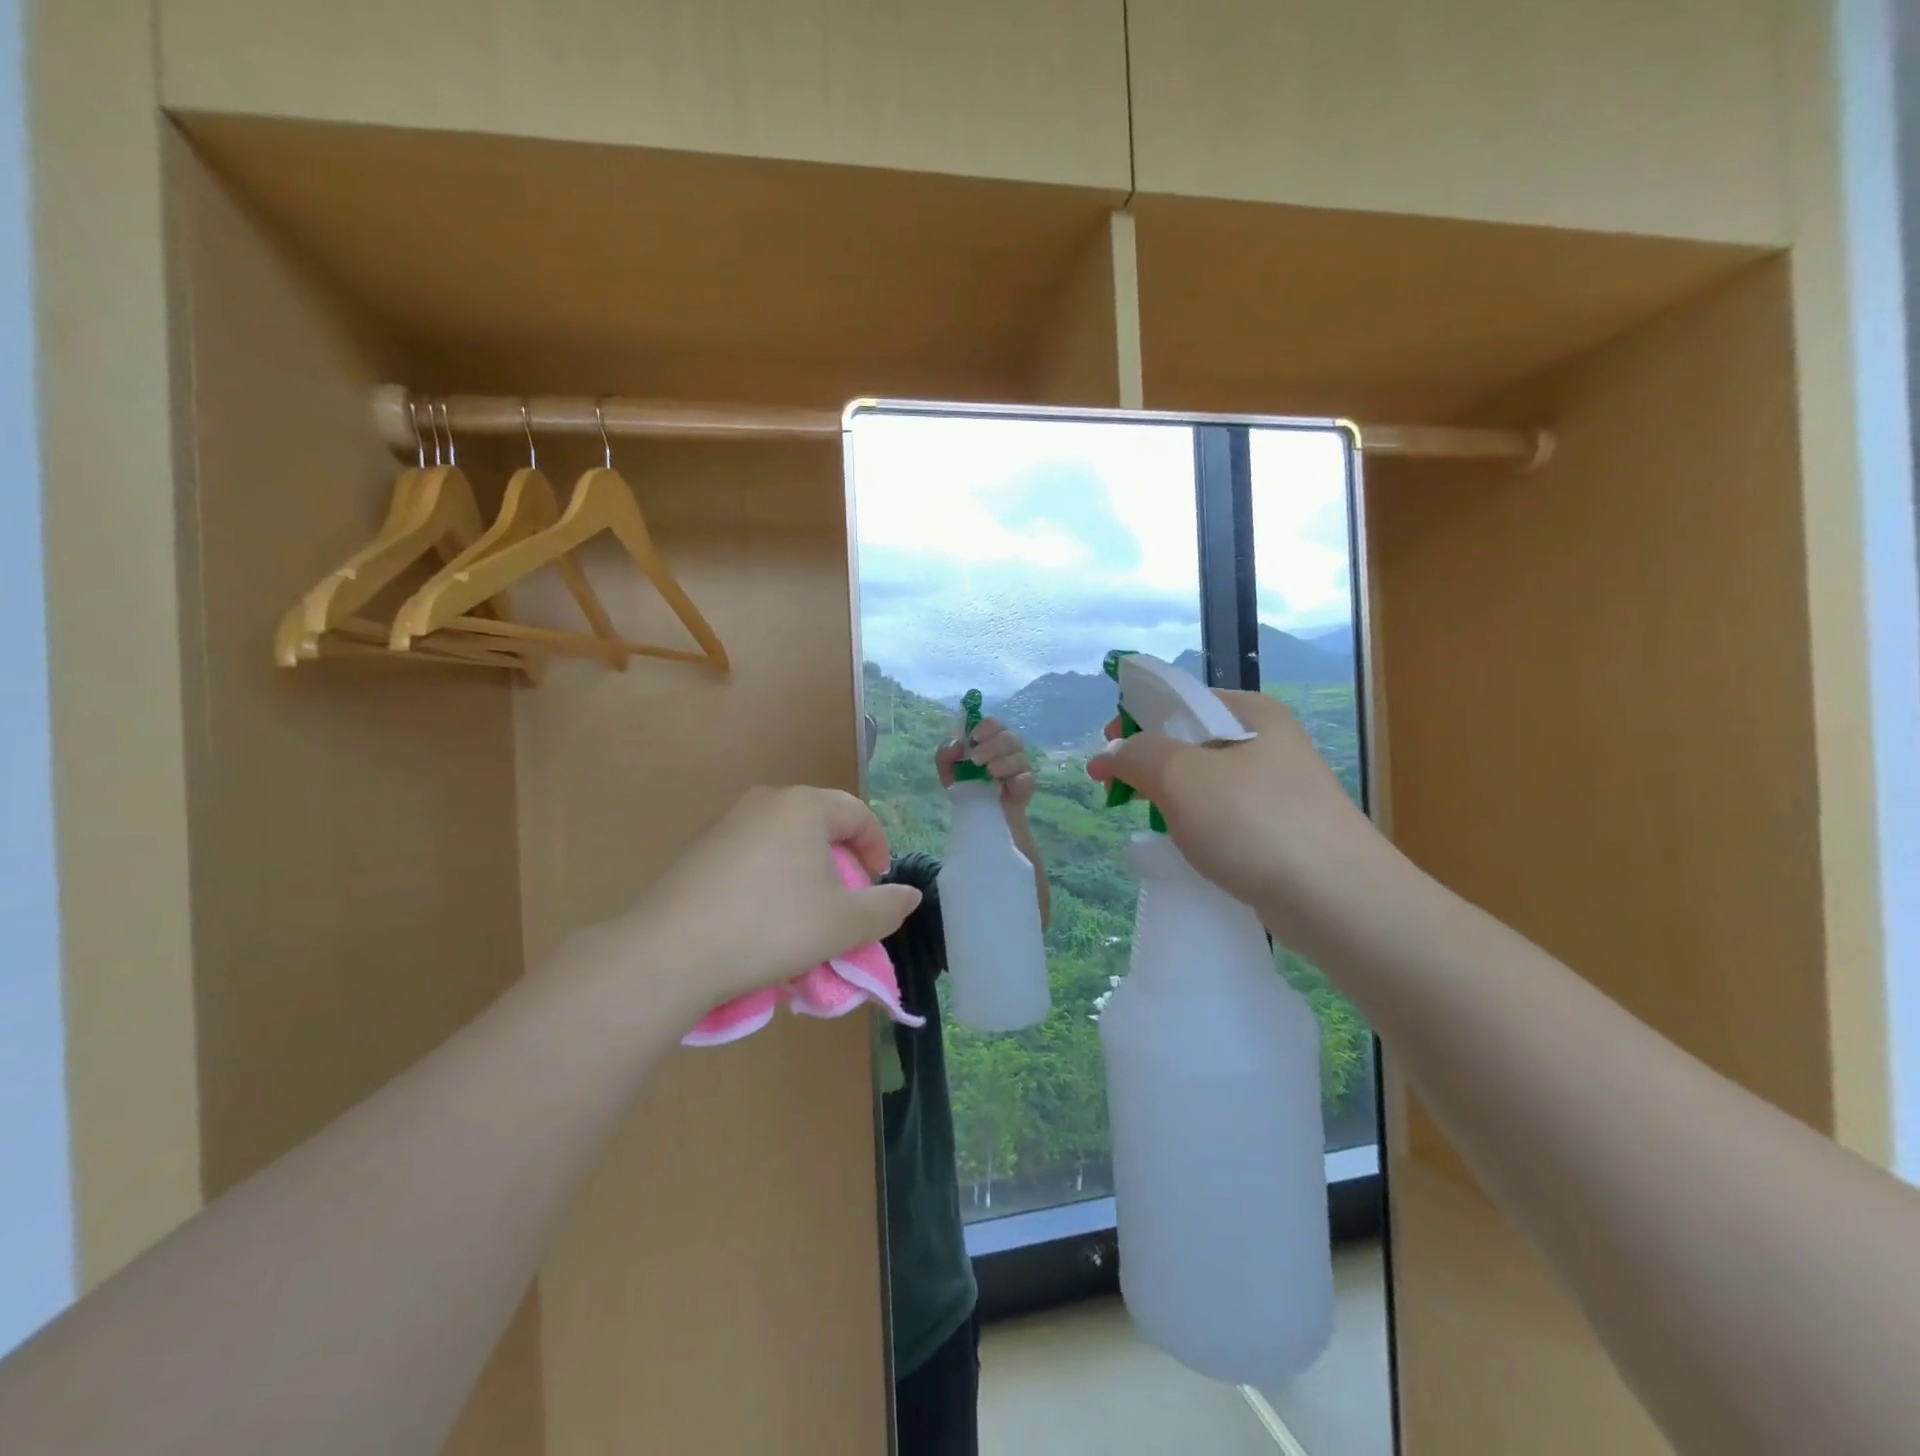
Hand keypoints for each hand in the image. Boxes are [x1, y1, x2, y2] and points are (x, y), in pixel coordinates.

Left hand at [597, 787, 923, 1014]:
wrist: (670, 953)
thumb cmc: (772, 927)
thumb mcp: (844, 924)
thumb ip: (886, 907)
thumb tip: (910, 895)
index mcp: (804, 806)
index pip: (858, 814)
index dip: (878, 848)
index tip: (879, 886)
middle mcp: (764, 801)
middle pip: (820, 825)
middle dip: (840, 863)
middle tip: (845, 903)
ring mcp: (725, 823)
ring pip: (783, 842)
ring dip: (804, 874)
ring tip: (804, 917)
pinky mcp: (697, 851)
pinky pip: (750, 857)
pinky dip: (769, 881)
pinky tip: (761, 921)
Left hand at [936, 716, 1036, 810]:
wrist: (979, 817)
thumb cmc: (966, 787)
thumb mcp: (949, 772)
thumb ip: (945, 755)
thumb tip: (956, 744)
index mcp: (990, 740)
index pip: (993, 723)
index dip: (985, 727)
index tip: (974, 738)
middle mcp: (1008, 750)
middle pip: (1009, 737)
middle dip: (992, 746)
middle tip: (976, 759)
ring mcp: (1020, 768)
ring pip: (1020, 757)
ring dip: (1003, 762)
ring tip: (989, 773)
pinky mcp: (1026, 788)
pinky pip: (1028, 779)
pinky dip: (1017, 780)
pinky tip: (1004, 786)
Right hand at [1087, 690, 1379, 929]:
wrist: (1337, 900)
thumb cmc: (1254, 823)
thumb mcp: (1181, 775)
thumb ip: (1137, 754)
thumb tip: (1111, 754)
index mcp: (1252, 712)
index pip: (1179, 700)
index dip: (1135, 721)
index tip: (1105, 754)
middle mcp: (1270, 742)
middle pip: (1190, 742)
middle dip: (1150, 765)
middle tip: (1120, 794)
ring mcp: (1280, 789)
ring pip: (1206, 785)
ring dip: (1173, 800)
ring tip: (1154, 825)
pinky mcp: (1283, 832)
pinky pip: (1226, 819)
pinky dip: (1200, 829)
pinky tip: (1190, 851)